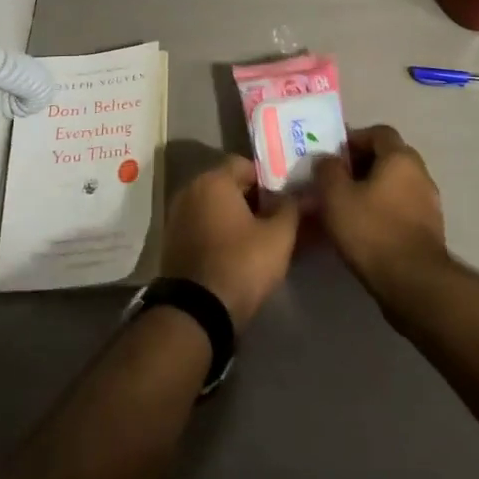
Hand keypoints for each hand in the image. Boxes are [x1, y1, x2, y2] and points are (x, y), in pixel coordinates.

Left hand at [163, 155, 300, 331]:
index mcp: (213, 180)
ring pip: (215, 207)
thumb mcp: (278, 236)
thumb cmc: (241, 264)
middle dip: (254, 199)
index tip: (286, 199)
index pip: (245, 164)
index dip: (269, 179)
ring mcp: (177, 217)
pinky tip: (239, 252)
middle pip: (229, 185)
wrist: (196, 313)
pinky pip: (203, 226)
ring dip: (237, 217)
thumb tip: (305, 194)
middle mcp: (190, 190)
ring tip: (262, 238)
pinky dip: (220, 233)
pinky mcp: (172, 243)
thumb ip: (292, 208)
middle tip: (278, 219)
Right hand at [313, 124, 449, 304]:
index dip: (354, 138)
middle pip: (389, 156)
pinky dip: (385, 209)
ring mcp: (429, 202)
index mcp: (400, 157)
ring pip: (396, 183)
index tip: (333, 156)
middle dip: (362, 164)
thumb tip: (327, 159)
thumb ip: (328, 170)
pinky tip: (366, 227)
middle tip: (337, 180)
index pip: (378, 132)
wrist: (413, 282)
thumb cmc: (371, 230)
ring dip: (374, 188)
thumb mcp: (336, 197)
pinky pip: (403, 206)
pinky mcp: (430, 228)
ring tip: (348, 205)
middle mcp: (420, 173)